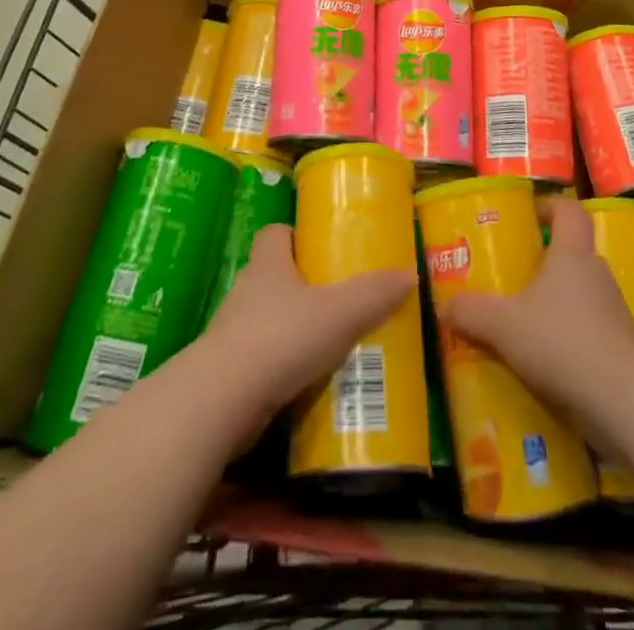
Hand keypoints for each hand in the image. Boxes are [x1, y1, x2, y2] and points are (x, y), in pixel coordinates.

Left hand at [199, 224, 413, 425]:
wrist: (224, 399)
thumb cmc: (282, 337)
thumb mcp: (340, 313)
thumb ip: (374, 294)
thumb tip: (409, 274)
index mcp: (268, 264)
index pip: (276, 233)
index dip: (296, 236)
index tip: (321, 248)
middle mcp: (246, 291)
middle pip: (274, 277)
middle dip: (302, 287)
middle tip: (338, 300)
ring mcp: (232, 332)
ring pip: (267, 320)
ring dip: (293, 330)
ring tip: (329, 344)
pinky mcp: (229, 372)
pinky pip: (261, 361)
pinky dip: (282, 368)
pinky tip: (308, 382)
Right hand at [439, 197, 633, 419]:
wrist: (623, 401)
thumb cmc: (561, 341)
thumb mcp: (503, 325)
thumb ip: (471, 312)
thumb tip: (443, 307)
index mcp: (572, 254)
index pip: (568, 211)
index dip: (548, 207)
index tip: (526, 218)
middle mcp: (596, 274)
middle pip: (572, 254)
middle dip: (543, 263)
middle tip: (512, 277)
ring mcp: (613, 312)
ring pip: (579, 295)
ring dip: (554, 305)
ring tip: (521, 324)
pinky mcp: (619, 349)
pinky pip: (588, 332)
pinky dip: (567, 340)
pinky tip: (543, 363)